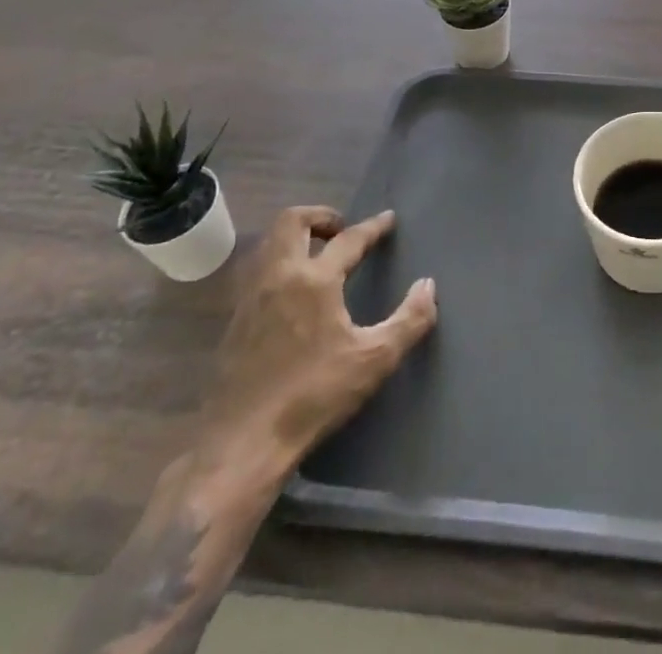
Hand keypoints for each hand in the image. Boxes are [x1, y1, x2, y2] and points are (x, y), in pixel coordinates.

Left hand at [199, 207, 436, 467]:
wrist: (242, 445)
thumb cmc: (314, 396)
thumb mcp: (374, 360)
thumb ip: (409, 319)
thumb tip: (428, 285)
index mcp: (314, 280)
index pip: (348, 239)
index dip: (372, 227)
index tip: (388, 219)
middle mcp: (278, 277)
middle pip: (291, 222)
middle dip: (319, 215)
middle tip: (341, 228)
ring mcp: (250, 299)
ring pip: (268, 245)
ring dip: (294, 238)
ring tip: (317, 254)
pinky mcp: (233, 324)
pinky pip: (256, 274)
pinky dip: (278, 266)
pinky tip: (291, 293)